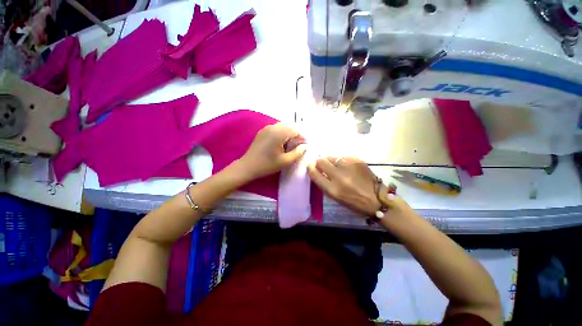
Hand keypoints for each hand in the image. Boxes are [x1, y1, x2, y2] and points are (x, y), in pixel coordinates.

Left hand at [239, 123, 306, 178]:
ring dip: (289, 134)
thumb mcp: (285, 161)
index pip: (295, 130)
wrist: (248, 166)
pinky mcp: (262, 132)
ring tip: (290, 145)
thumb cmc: (267, 165)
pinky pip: (276, 129)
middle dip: (296, 135)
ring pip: (282, 127)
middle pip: (289, 127)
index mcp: (279, 133)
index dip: (302, 138)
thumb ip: (297, 152)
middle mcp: (272, 127)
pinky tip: (281, 143)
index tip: (305, 146)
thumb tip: (304, 146)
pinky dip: (281, 134)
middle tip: (298, 146)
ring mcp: (266, 128)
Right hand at [307, 156, 381, 216]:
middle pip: (321, 161)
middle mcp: (339, 176)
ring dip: (330, 161)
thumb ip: (325, 183)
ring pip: (331, 156)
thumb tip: (317, 170)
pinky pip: (343, 157)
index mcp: (333, 190)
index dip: (310, 168)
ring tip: (336, 166)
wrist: (377, 198)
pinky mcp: (357, 160)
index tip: (311, 166)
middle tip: (323, 165)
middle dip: (319, 162)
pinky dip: (341, 161)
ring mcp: (349, 166)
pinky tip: (347, 166)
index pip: (314, 174)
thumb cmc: (354, 202)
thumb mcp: (335, 197)